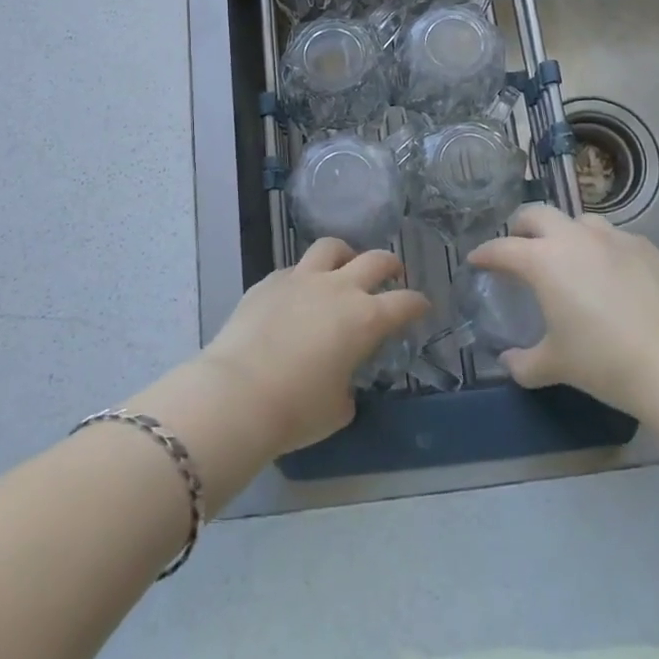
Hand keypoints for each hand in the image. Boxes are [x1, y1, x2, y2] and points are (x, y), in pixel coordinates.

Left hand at [200, 238, 430, 455]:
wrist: (237, 394)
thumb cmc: (296, 410)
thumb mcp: (337, 409)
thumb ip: (347, 388)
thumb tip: (340, 383)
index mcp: (365, 320)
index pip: (404, 303)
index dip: (417, 304)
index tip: (422, 306)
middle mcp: (338, 289)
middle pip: (374, 260)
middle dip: (390, 264)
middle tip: (393, 273)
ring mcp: (301, 280)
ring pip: (331, 248)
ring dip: (345, 255)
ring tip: (344, 266)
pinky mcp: (268, 282)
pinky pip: (294, 269)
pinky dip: (303, 277)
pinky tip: (298, 293)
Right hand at [467, 205, 658, 416]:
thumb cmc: (603, 361)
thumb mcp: (555, 365)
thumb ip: (524, 362)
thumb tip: (508, 362)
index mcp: (543, 260)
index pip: (502, 248)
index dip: (485, 254)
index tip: (476, 260)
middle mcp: (574, 238)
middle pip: (537, 213)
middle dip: (521, 227)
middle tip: (519, 247)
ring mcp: (613, 238)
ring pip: (579, 220)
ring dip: (565, 233)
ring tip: (567, 257)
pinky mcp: (645, 247)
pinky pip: (614, 238)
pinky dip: (602, 248)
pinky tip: (609, 273)